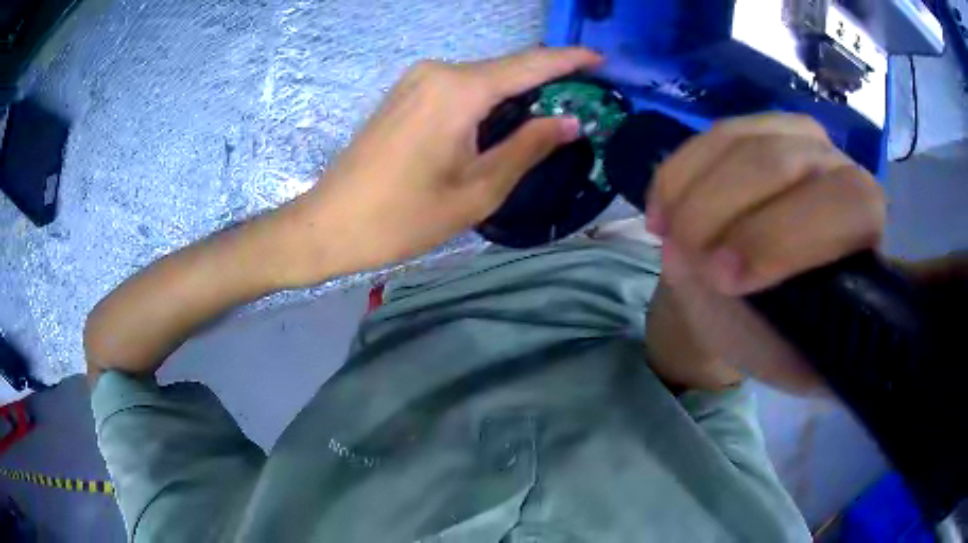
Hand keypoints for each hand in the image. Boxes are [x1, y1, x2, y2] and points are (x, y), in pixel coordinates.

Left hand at [286, 47, 601, 283]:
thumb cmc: (402, 217)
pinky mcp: (405, 93)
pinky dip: (488, 101)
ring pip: (484, 79)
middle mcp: (439, 71)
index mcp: (460, 89)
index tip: (602, 61)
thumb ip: (528, 147)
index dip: (570, 61)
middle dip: (546, 82)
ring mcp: (417, 79)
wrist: (329, 224)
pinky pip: (460, 88)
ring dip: (517, 95)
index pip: (531, 64)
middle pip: (507, 69)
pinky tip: (502, 123)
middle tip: (583, 104)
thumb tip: (571, 121)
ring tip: (549, 119)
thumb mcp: (477, 190)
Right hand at [645, 113, 885, 392]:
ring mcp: (797, 138)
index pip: (846, 206)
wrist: (750, 295)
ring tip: (667, 237)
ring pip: (741, 142)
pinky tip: (662, 210)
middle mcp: (840, 168)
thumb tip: (730, 280)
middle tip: (682, 257)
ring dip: (693, 192)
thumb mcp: (785, 357)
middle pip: (783, 162)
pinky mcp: (757, 127)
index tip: (723, 278)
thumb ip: (775, 330)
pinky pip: (711, 137)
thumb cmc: (777, 332)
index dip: (784, 236)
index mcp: (865, 229)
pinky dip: (678, 173)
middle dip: (722, 209)